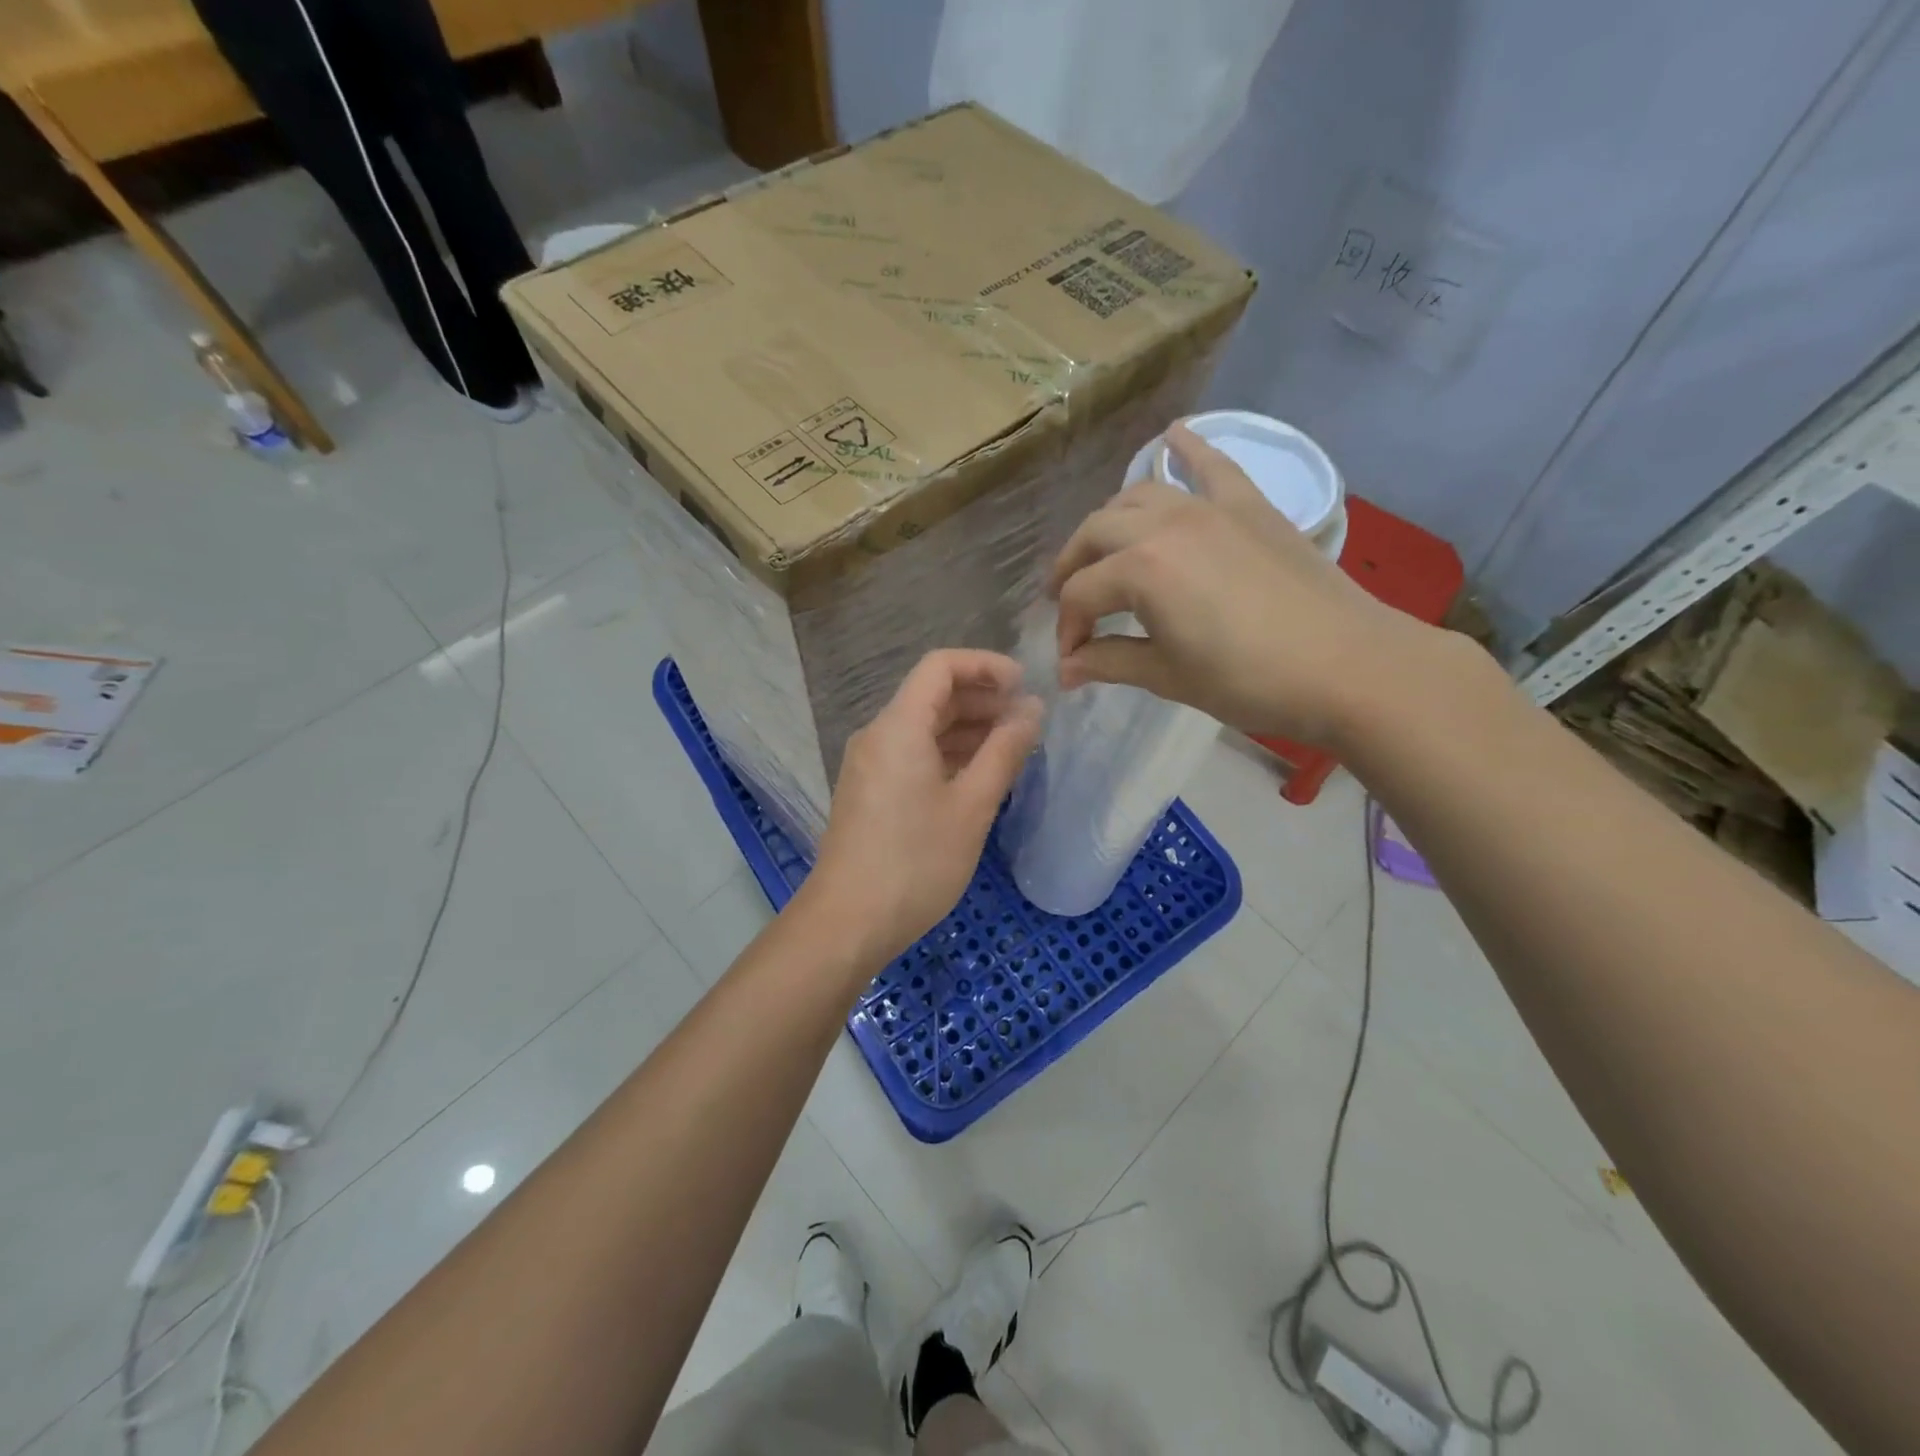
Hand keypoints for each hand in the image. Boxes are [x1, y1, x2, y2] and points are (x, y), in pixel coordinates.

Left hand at [803, 650, 1042, 967]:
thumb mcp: (972, 806)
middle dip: (982, 699)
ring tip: (1013, 749)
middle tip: (1027, 721)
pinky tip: (979, 776)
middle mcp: (878, 735)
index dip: (986, 666)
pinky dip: (948, 754)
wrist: (848, 921)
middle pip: (932, 695)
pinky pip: (912, 754)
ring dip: (968, 729)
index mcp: (899, 726)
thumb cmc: (916, 862)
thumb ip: (1005, 751)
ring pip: (923, 727)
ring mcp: (870, 764)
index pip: (941, 666)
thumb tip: (1031, 711)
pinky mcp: (870, 791)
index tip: (1025, 686)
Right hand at [1046, 421, 1441, 747]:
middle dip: (1073, 569)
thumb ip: (1110, 662)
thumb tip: (1066, 669)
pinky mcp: (1250, 505)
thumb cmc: (1249, 680)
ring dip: (1111, 521)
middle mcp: (1165, 523)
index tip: (1072, 663)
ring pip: (1139, 495)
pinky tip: (1173, 436)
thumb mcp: (1169, 677)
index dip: (1068, 629)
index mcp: (1140, 569)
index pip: (1081, 594)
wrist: (1348, 665)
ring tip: (1104, 549)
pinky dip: (1189, 450)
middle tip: (1070, 604)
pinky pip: (1212, 465)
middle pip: (1096, 534)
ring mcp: (1211, 507)